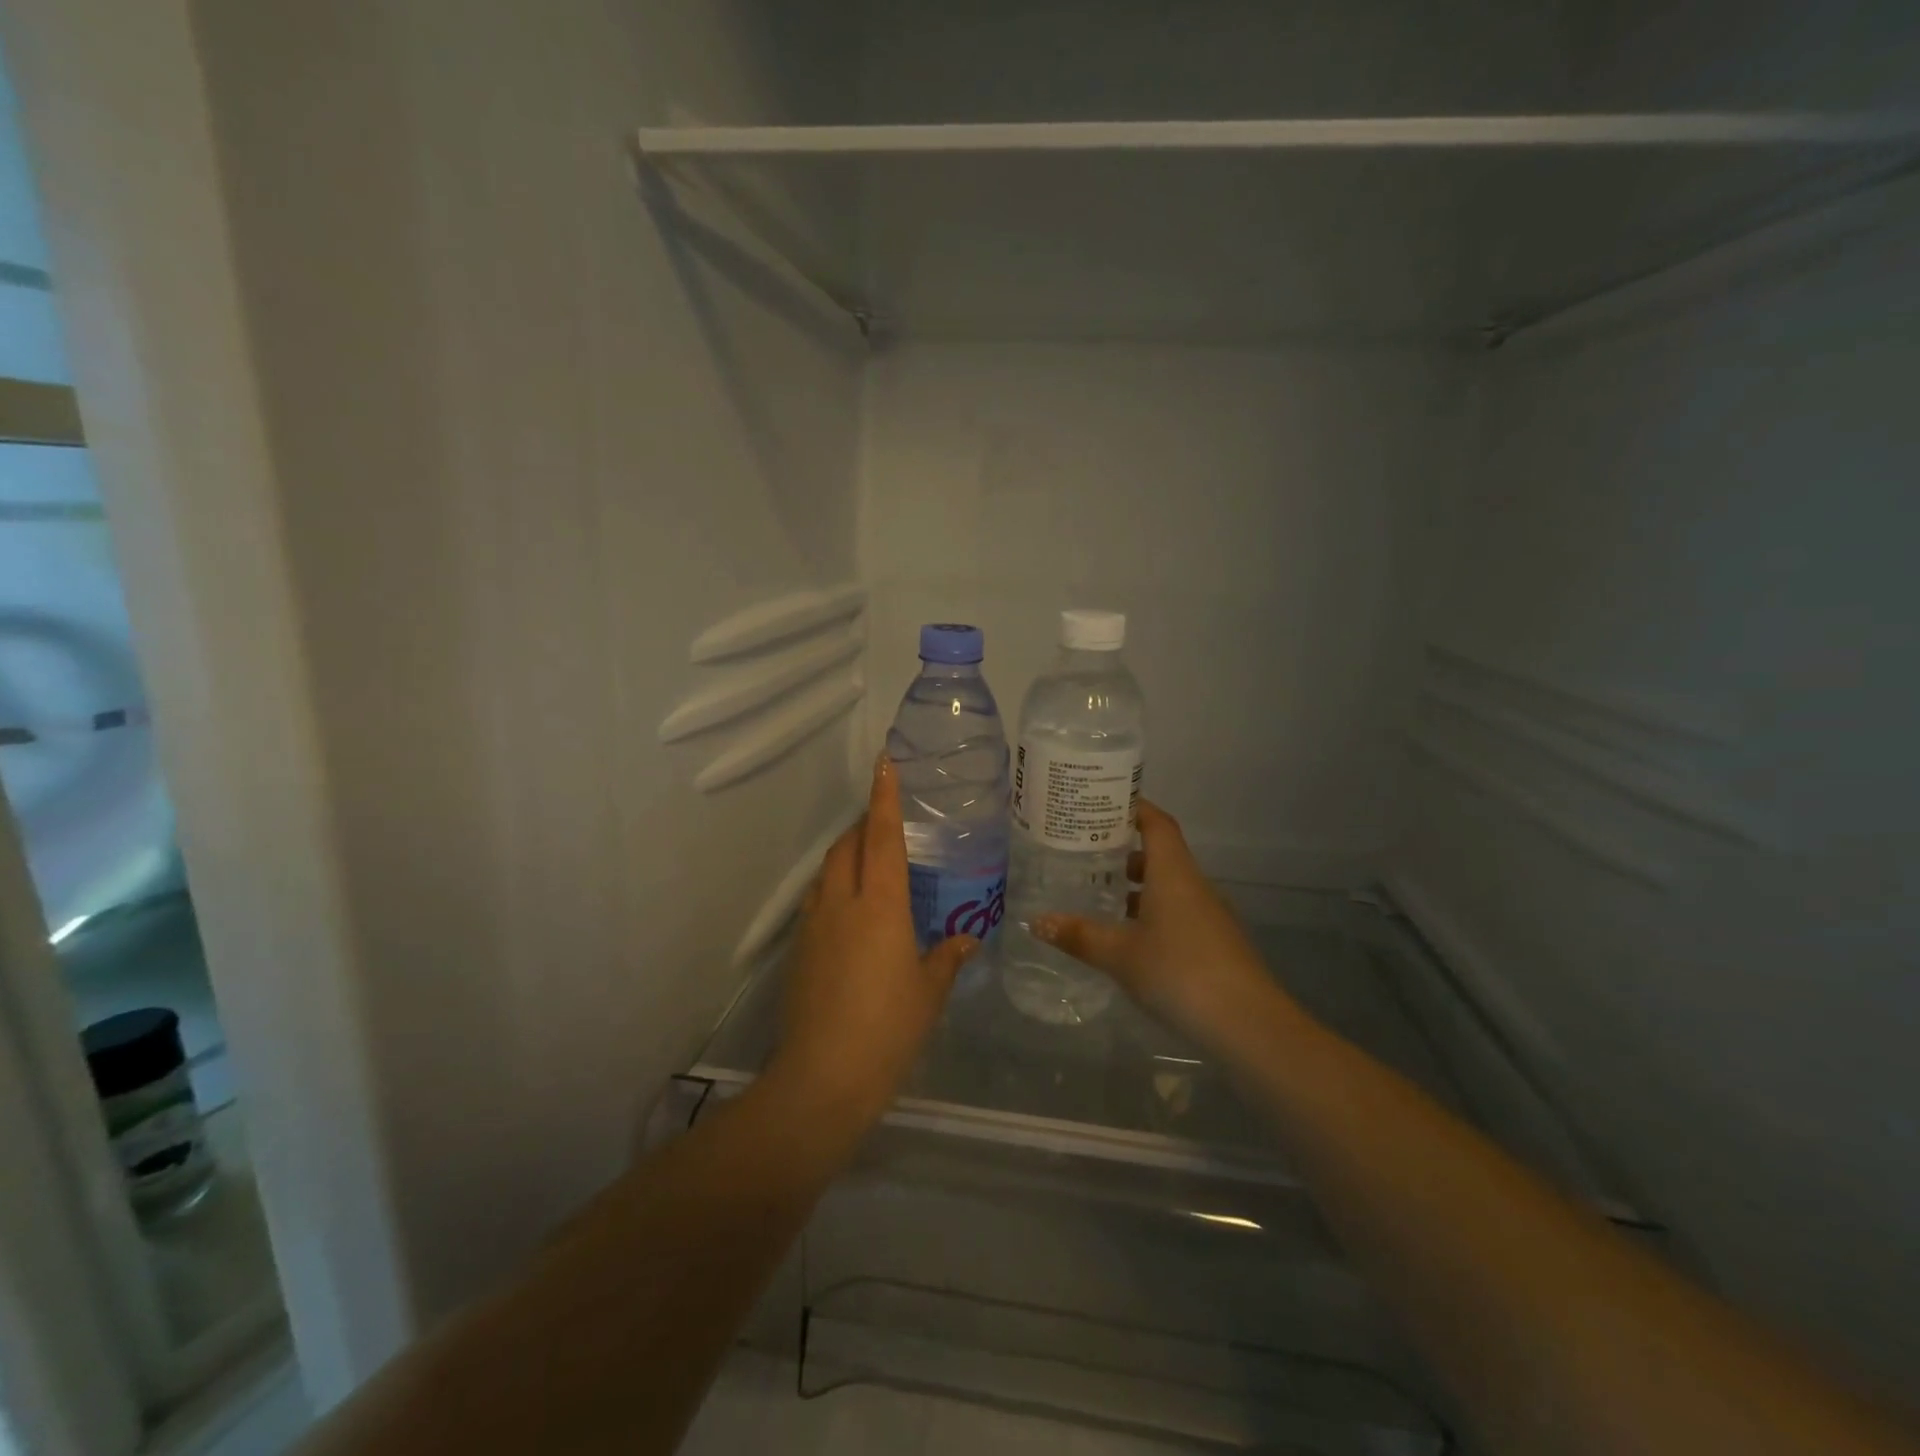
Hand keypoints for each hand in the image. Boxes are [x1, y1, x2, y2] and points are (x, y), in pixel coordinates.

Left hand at [773, 754, 979, 1123]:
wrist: (822, 1079)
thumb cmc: (888, 1030)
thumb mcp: (929, 993)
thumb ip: (947, 958)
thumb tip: (965, 939)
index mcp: (881, 905)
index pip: (882, 836)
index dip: (884, 797)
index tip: (884, 763)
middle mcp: (842, 903)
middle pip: (846, 846)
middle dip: (862, 824)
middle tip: (886, 821)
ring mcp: (814, 926)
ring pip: (827, 872)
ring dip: (845, 855)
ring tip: (869, 862)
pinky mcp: (799, 951)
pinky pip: (817, 901)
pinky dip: (834, 889)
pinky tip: (851, 913)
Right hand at [1034, 800, 1291, 1053]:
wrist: (1247, 1024)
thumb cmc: (1179, 972)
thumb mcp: (1120, 955)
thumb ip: (1079, 935)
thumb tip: (1037, 921)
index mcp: (1173, 873)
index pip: (1156, 823)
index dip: (1134, 807)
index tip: (1103, 802)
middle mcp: (1194, 884)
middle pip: (1161, 853)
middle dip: (1125, 850)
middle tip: (1087, 852)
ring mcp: (1209, 914)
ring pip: (1170, 886)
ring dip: (1138, 885)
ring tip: (1101, 893)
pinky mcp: (1215, 942)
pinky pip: (1178, 912)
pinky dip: (1152, 912)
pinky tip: (1129, 937)